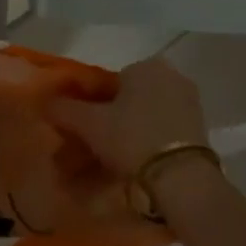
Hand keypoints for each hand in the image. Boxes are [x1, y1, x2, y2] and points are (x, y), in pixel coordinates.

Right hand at [49, 55, 208, 178]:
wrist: (183, 179)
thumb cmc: (133, 139)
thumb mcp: (91, 124)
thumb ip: (65, 109)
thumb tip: (44, 102)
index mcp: (147, 65)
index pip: (110, 82)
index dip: (93, 106)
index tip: (85, 131)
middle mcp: (172, 76)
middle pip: (130, 99)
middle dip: (112, 121)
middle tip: (97, 149)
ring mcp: (190, 103)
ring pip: (147, 117)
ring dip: (130, 135)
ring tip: (115, 164)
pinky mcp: (201, 130)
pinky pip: (165, 132)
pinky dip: (150, 145)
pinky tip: (139, 167)